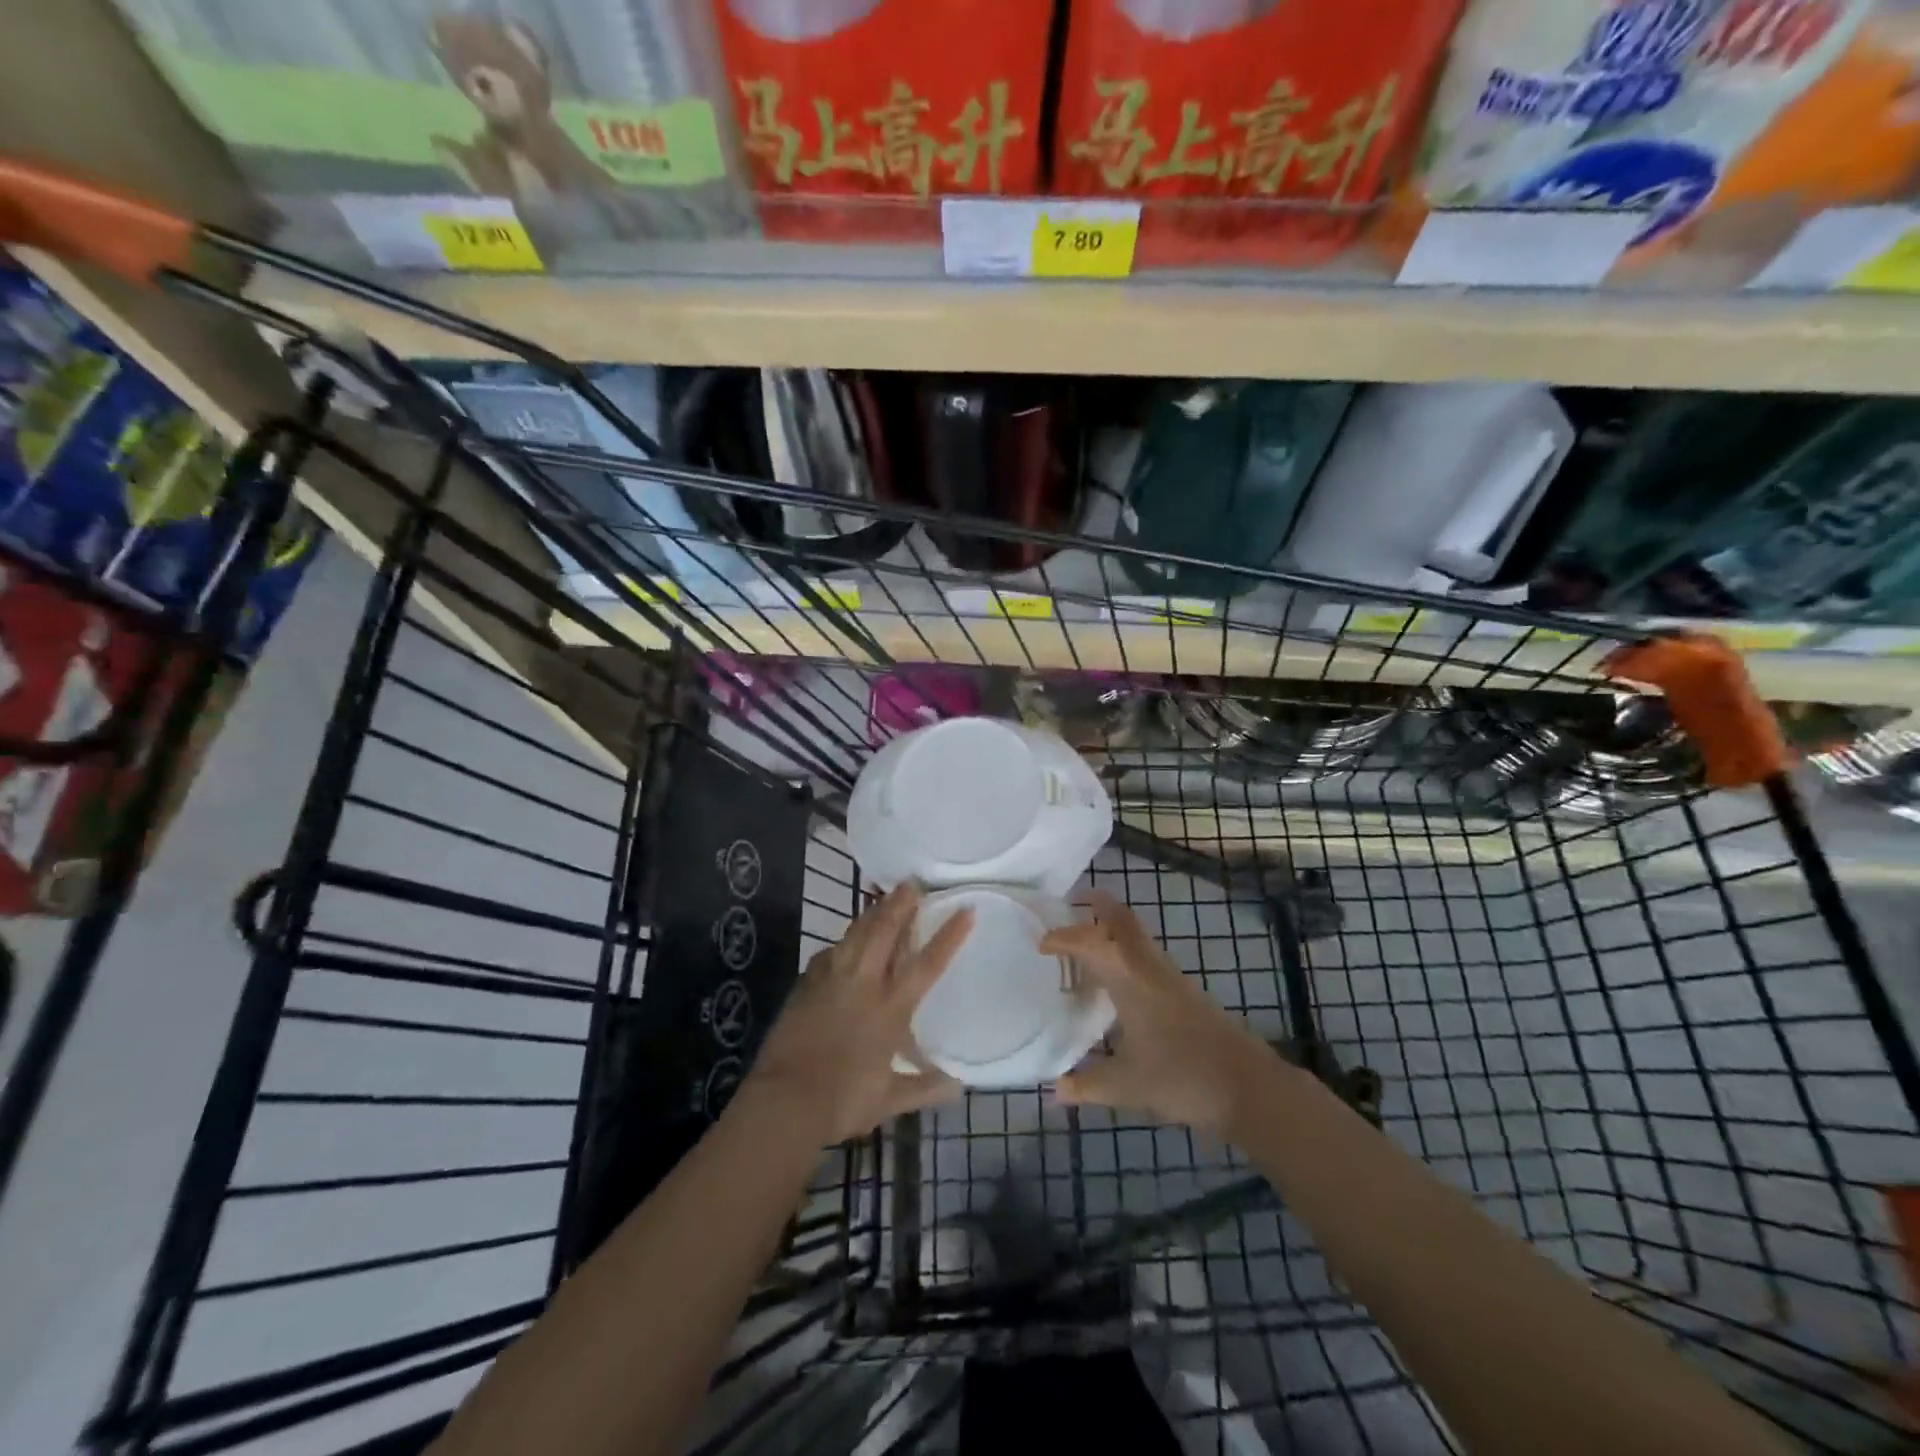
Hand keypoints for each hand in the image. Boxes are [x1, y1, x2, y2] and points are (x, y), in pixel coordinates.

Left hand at [748, 883, 972, 1146]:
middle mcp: (863, 985)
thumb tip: (958, 1087)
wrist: (784, 1100)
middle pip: (885, 933)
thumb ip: (924, 1089)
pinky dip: (841, 944)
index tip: (965, 910)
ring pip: (855, 935)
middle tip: (911, 883)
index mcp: (890, 1009)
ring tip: (880, 898)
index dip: (948, 936)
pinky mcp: (805, 985)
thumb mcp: (889, 1099)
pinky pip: (828, 954)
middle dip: (900, 905)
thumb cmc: (842, 1101)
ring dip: (871, 914)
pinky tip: (842, 943)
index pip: (926, 965)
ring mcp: (831, 981)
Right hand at [1040, 891, 1275, 1136]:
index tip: (1041, 943)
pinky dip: (1126, 956)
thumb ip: (1087, 1084)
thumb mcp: (1127, 1086)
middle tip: (1075, 901)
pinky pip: (1147, 959)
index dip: (1064, 938)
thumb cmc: (1182, 1078)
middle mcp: (1150, 969)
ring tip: (1087, 946)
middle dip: (1099, 906)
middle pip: (1123, 922)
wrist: (1249, 1088)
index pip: (1090, 943)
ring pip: (1138, 939)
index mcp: (1130, 980)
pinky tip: (1117, 985)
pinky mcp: (1185, 995)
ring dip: (1113, 932)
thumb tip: (1054, 1090)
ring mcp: (1172, 980)